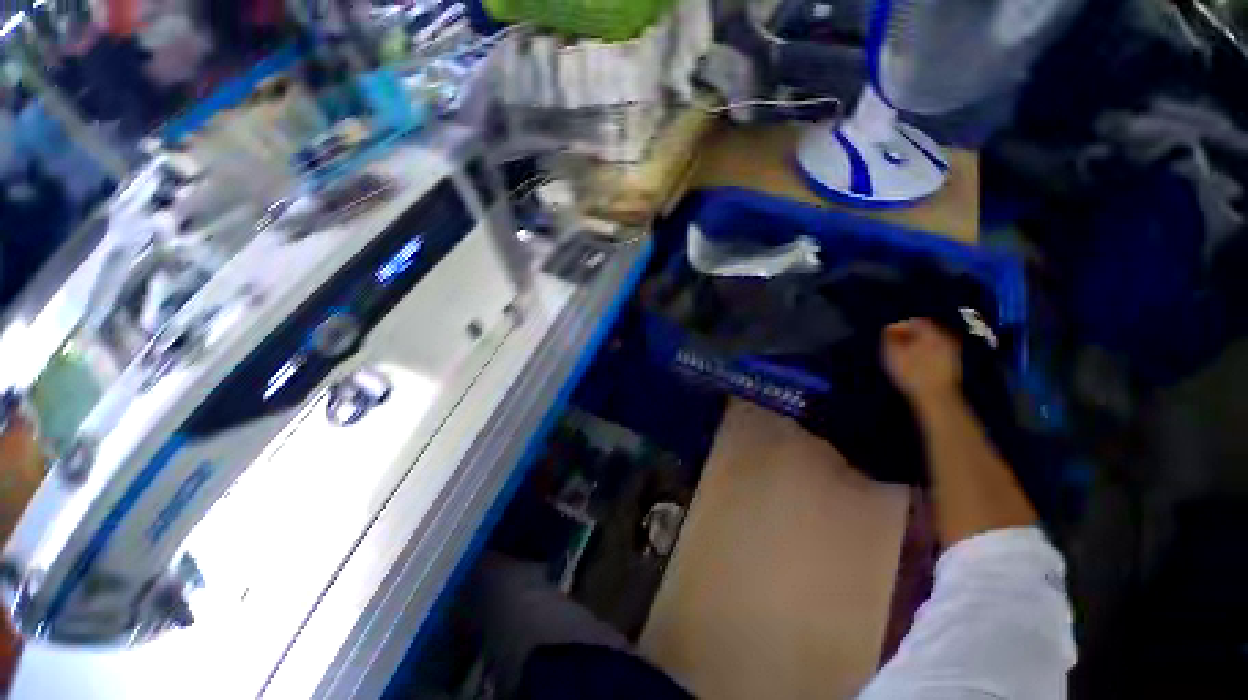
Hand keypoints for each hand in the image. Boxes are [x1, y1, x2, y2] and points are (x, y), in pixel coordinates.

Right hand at [881, 319, 961, 405]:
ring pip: (932, 342)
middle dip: (909, 336)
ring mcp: (952, 351)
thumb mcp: (892, 353)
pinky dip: (926, 355)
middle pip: (925, 331)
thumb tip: (889, 328)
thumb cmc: (911, 372)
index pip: (914, 321)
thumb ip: (889, 337)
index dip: (899, 326)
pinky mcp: (954, 365)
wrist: (936, 396)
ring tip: (904, 357)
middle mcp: (945, 337)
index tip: (887, 336)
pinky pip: (937, 353)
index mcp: (930, 332)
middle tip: (895, 346)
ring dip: (917, 346)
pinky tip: (917, 365)